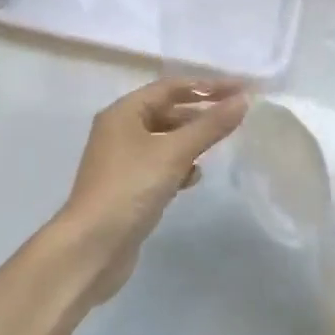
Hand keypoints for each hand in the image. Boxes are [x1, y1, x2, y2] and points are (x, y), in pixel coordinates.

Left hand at [57, 78, 248, 302]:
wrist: (91, 248)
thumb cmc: (130, 188)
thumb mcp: (174, 153)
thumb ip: (210, 126)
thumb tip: (243, 100)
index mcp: (124, 112)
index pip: (172, 87)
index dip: (208, 86)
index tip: (240, 89)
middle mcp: (120, 130)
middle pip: (167, 111)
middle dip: (200, 113)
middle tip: (235, 115)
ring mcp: (121, 160)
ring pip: (165, 140)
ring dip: (191, 141)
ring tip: (217, 145)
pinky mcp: (127, 187)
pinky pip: (159, 165)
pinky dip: (178, 166)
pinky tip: (193, 178)